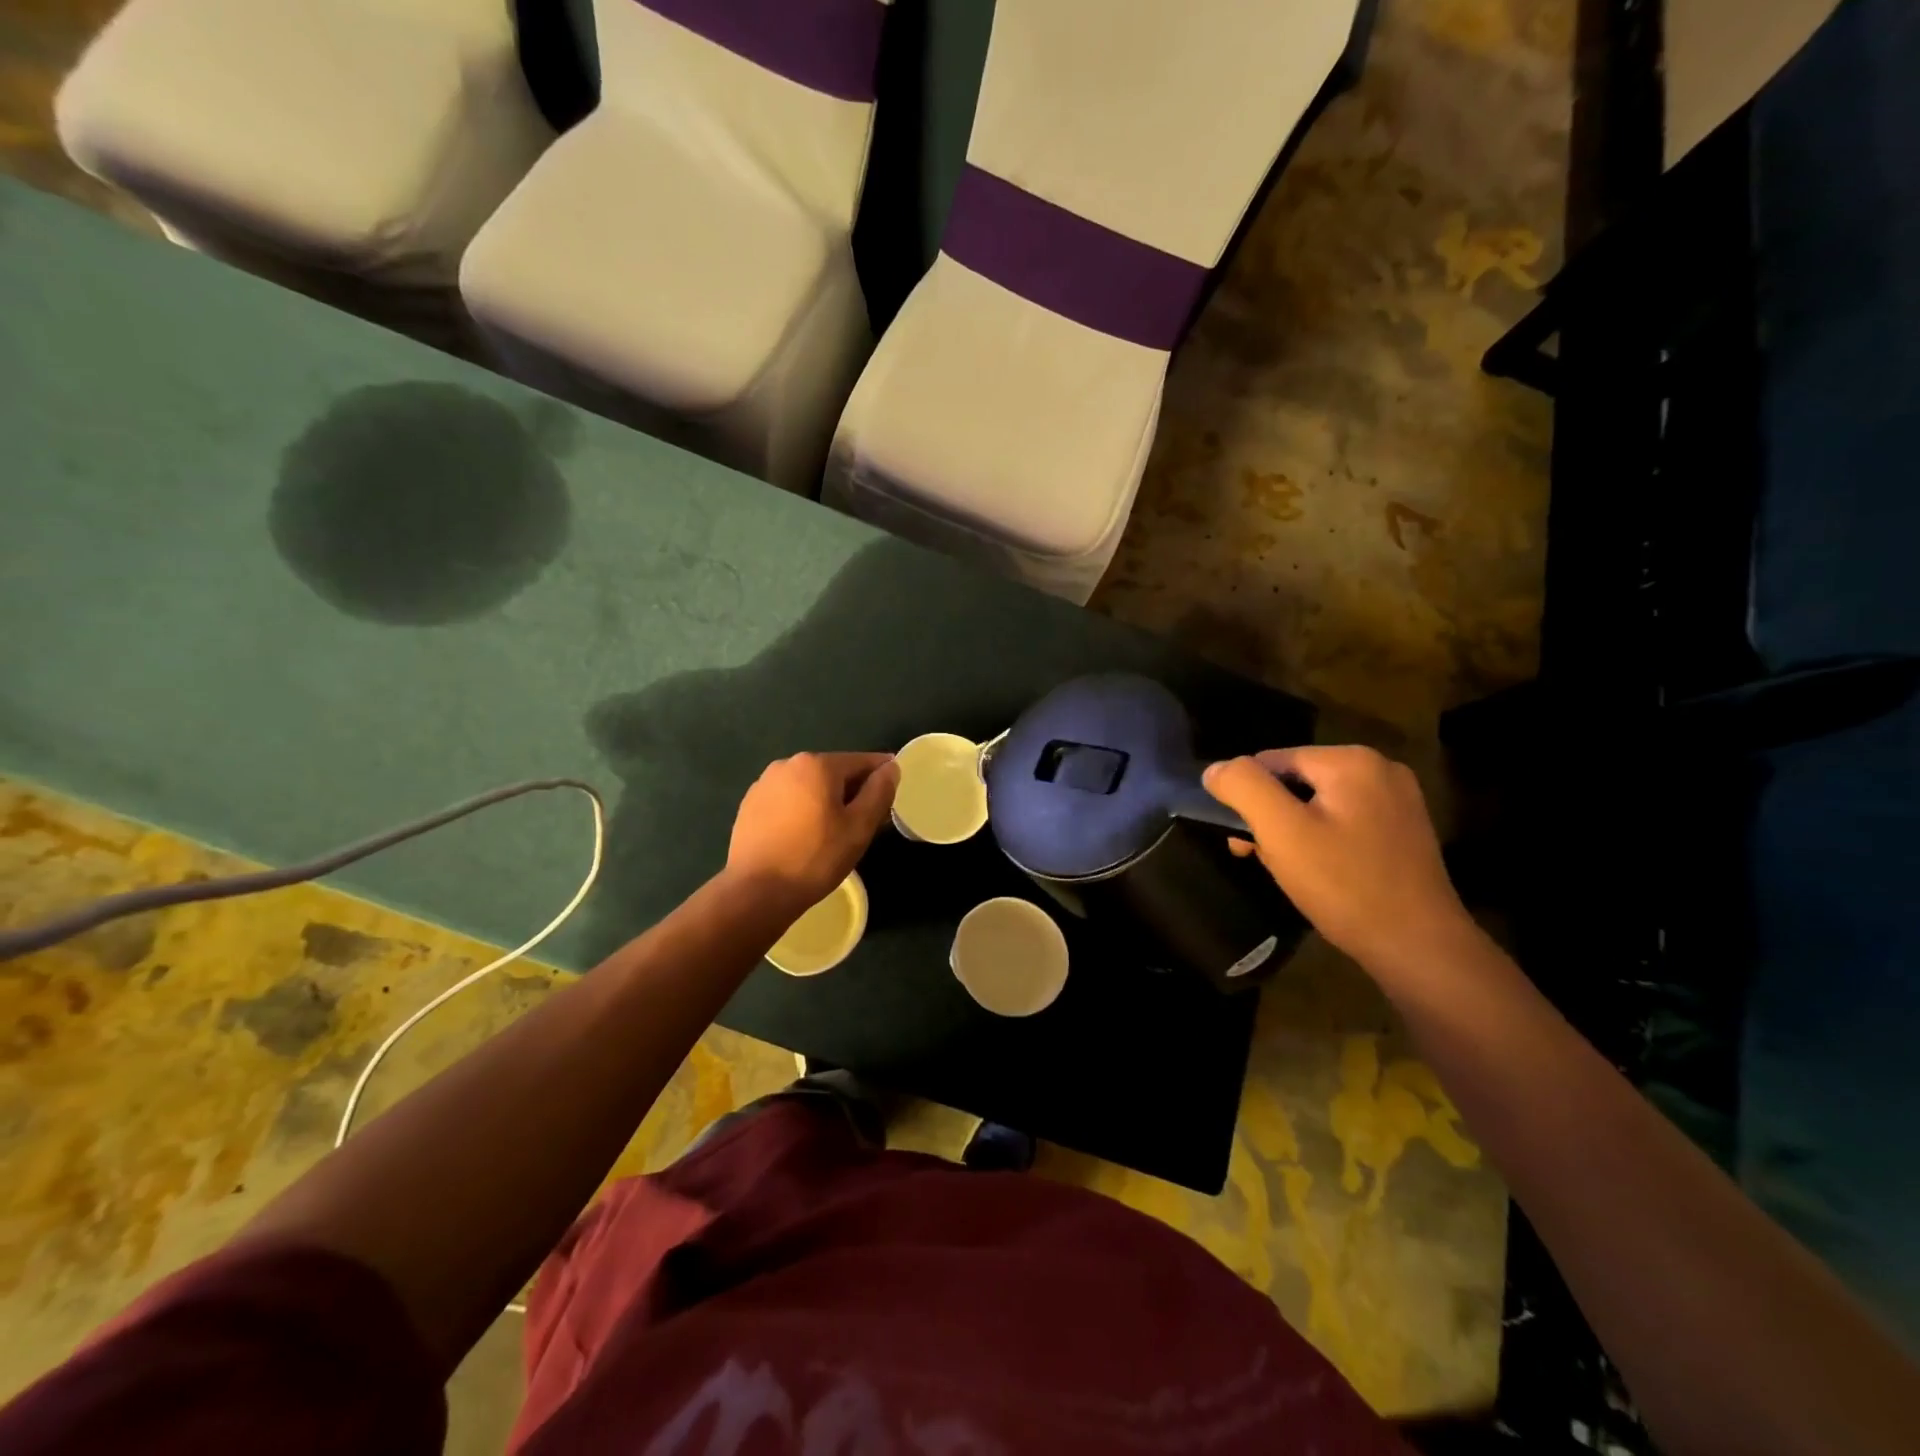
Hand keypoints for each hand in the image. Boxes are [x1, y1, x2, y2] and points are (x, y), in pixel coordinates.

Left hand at [727, 752, 899, 911]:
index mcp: (817, 764)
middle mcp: (787, 764)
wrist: (757, 892)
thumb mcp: (859, 827)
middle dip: (853, 791)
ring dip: (826, 801)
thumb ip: (879, 792)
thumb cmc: (816, 858)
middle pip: (833, 772)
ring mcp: (764, 784)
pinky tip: (805, 837)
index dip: (882, 776)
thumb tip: (890, 767)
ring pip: (809, 786)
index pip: (861, 761)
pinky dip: (802, 810)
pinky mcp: (749, 805)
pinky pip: (787, 800)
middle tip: (866, 822)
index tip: (892, 795)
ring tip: (835, 833)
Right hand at [1203, 746, 1478, 980]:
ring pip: (1317, 804)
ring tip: (1296, 872)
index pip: (1270, 761)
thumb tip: (1215, 769)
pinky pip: (1343, 822)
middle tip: (1270, 860)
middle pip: (1294, 782)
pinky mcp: (1403, 830)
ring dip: (1294, 833)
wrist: (1419, 948)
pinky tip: (1324, 874)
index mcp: (1351, 760)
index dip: (1249, 800)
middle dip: (1273, 818)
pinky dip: (1323, 843)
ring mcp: (1397, 800)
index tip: (1249, 843)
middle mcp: (1380, 768)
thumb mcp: (1281, 832)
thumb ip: (1243, 787)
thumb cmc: (1345, 886)